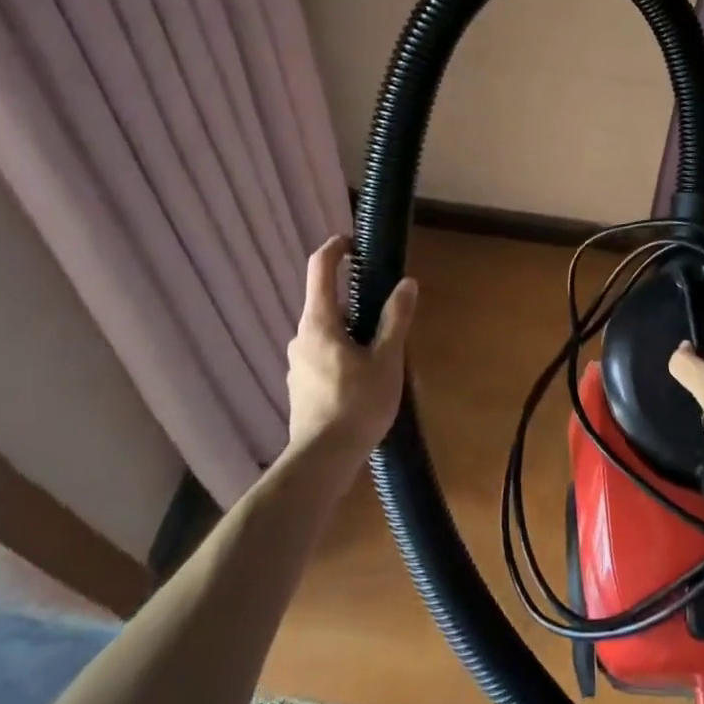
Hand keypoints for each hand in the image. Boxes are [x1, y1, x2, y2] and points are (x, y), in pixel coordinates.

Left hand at [286, 235, 416, 465]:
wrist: (321, 462)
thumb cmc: (356, 405)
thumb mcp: (386, 359)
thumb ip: (396, 318)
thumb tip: (406, 284)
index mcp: (319, 322)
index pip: (319, 268)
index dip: (336, 247)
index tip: (355, 241)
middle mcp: (301, 336)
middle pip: (328, 303)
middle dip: (358, 302)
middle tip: (390, 315)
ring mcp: (297, 363)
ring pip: (328, 333)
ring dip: (354, 332)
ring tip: (384, 354)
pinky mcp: (300, 386)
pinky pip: (324, 356)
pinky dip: (345, 354)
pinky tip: (366, 380)